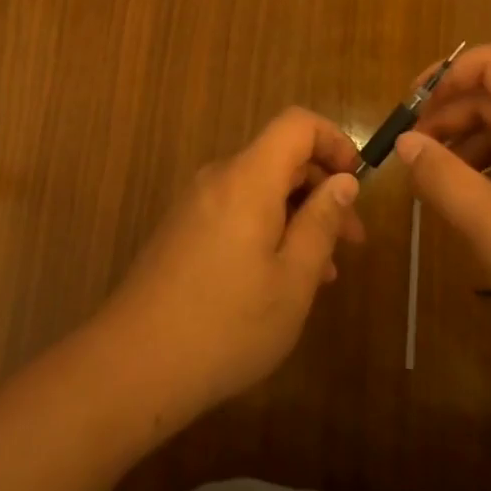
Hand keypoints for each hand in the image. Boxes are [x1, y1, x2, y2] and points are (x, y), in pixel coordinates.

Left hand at [101, 108, 364, 420]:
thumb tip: (344, 181)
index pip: (297, 124)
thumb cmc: (226, 324)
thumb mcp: (293, 279)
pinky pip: (236, 211)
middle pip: (280, 158)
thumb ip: (321, 223)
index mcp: (248, 179)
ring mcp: (195, 205)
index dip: (334, 141)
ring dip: (298, 216)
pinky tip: (281, 279)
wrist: (133, 366)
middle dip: (322, 189)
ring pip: (260, 190)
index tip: (357, 182)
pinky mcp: (182, 231)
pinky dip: (268, 229)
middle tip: (352, 241)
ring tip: (324, 271)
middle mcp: (218, 179)